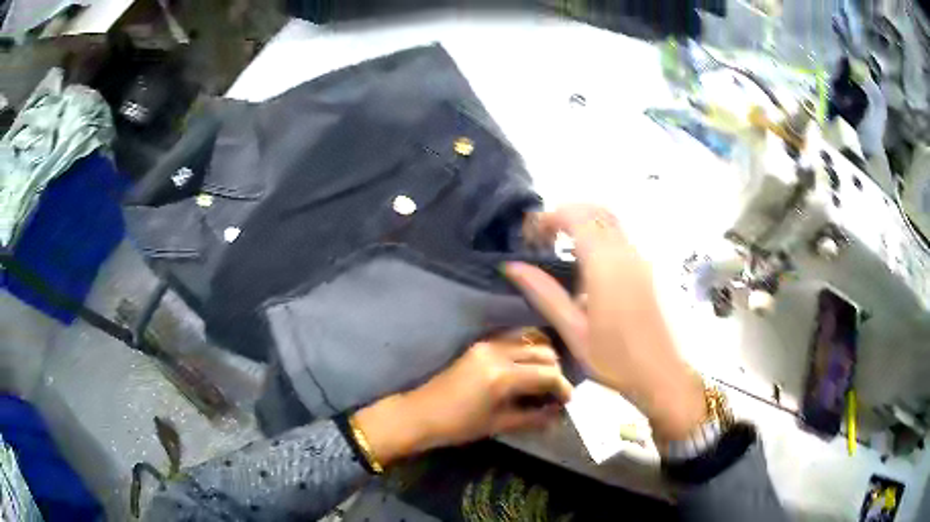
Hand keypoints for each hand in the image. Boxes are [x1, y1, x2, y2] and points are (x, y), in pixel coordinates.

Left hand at [353, 331, 571, 465]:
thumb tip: (558, 413)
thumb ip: (533, 417)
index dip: (563, 387)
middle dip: (555, 370)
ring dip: (541, 358)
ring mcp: (487, 344)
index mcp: (503, 376)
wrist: (420, 414)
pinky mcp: (479, 344)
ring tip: (542, 380)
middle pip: (542, 351)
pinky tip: (525, 370)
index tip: (568, 400)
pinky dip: (525, 352)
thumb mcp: (499, 424)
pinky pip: (512, 340)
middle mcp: (497, 352)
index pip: (547, 374)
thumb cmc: (458, 426)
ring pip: (529, 341)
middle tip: (556, 391)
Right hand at [505, 205, 705, 442]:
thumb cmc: (615, 359)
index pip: (574, 217)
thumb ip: (544, 294)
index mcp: (605, 264)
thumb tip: (512, 266)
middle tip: (543, 239)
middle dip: (565, 214)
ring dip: (583, 222)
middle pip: (594, 210)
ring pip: (610, 219)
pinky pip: (620, 235)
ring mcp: (640, 257)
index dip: (548, 218)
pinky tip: (587, 264)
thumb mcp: (574, 331)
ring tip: (561, 249)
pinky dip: (598, 234)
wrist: (662, 373)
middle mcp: (625, 252)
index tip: (530, 238)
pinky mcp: (647, 267)